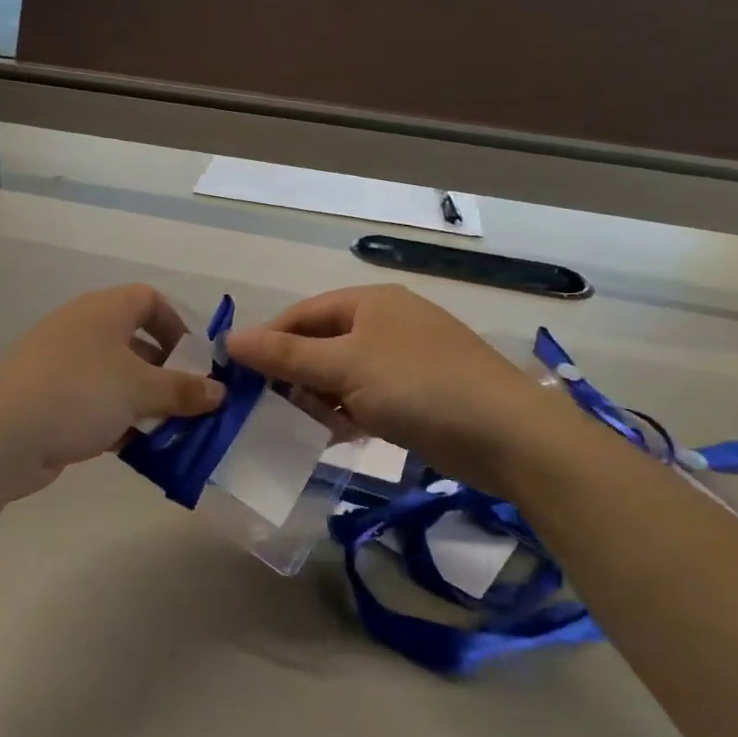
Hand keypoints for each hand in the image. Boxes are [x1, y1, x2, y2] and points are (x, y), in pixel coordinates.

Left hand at [0, 285, 223, 501]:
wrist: (1, 438)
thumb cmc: (79, 395)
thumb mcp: (140, 390)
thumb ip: (184, 390)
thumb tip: (220, 392)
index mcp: (102, 311)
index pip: (149, 300)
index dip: (177, 325)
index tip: (195, 361)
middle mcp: (81, 329)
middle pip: (135, 341)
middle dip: (165, 373)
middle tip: (187, 403)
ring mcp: (60, 364)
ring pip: (115, 376)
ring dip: (144, 401)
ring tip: (168, 431)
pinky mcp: (48, 398)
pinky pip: (94, 401)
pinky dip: (117, 419)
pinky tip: (134, 448)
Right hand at [226, 285, 558, 484]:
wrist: (508, 435)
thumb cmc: (418, 386)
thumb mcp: (345, 367)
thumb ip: (285, 354)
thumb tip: (230, 339)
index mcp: (370, 301)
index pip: (302, 314)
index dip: (269, 341)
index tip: (241, 377)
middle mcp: (388, 322)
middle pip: (323, 343)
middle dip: (298, 375)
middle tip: (277, 409)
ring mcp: (407, 358)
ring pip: (345, 373)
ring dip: (323, 398)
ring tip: (313, 427)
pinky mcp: (422, 392)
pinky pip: (369, 396)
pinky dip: (351, 413)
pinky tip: (345, 435)